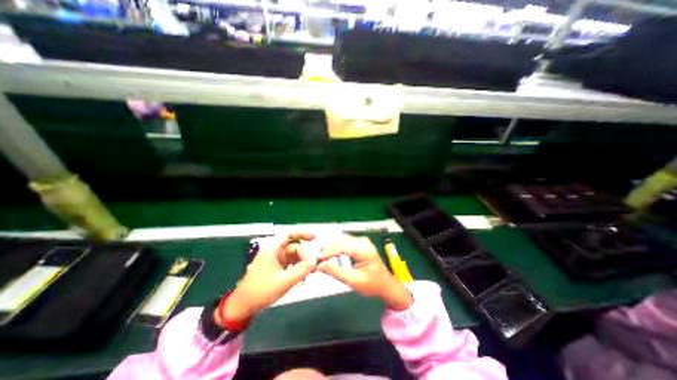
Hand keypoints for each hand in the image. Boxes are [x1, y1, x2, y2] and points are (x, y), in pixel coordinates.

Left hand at [219, 234, 320, 324]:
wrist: (243, 307)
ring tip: (312, 270)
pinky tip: (305, 274)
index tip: (314, 238)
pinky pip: (291, 263)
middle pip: (294, 246)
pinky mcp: (277, 268)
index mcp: (272, 249)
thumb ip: (301, 270)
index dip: (302, 233)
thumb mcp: (283, 281)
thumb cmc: (261, 291)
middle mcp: (274, 251)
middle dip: (305, 254)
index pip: (288, 234)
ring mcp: (276, 260)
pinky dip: (299, 267)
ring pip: (294, 255)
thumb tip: (315, 261)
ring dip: (303, 261)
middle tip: (315, 265)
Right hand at [318, 235, 412, 310]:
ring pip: (339, 240)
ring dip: (329, 249)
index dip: (327, 252)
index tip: (315, 259)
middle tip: (316, 262)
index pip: (342, 247)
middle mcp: (362, 240)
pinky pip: (343, 242)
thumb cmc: (372, 285)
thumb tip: (320, 265)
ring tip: (321, 260)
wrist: (385, 284)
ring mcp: (360, 240)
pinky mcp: (358, 242)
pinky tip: (329, 257)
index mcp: (364, 249)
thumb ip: (337, 272)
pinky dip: (334, 249)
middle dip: (327, 250)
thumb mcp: (354, 282)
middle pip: (339, 241)